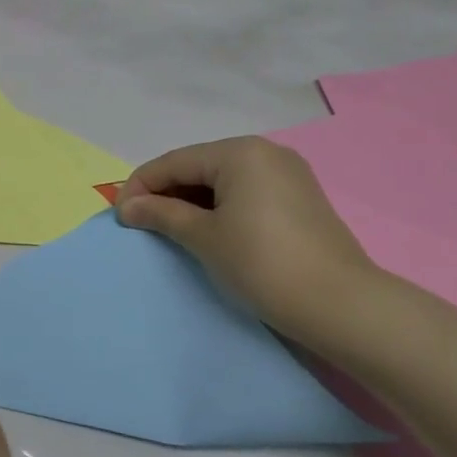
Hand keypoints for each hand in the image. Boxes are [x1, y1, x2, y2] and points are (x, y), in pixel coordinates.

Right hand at [115, 135, 376, 343]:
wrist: (339, 305)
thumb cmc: (262, 263)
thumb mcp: (204, 237)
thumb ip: (161, 214)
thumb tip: (127, 207)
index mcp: (240, 152)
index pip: (175, 162)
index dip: (140, 186)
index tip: (118, 216)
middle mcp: (265, 152)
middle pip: (198, 166)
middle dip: (165, 193)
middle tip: (140, 224)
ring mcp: (287, 174)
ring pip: (222, 180)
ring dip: (191, 202)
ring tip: (168, 230)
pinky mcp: (300, 198)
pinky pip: (245, 193)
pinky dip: (219, 208)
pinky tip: (206, 231)